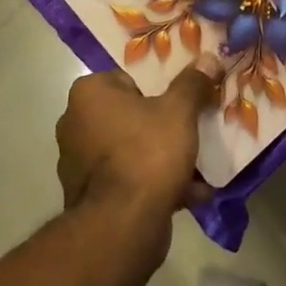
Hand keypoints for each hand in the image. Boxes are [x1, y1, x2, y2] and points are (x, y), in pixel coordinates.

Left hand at [56, 59, 221, 222]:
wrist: (123, 227)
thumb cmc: (146, 153)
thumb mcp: (179, 111)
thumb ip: (193, 83)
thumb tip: (209, 58)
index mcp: (89, 93)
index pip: (129, 78)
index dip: (161, 87)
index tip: (185, 100)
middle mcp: (75, 122)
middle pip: (132, 115)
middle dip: (164, 126)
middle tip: (194, 130)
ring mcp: (78, 162)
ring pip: (132, 150)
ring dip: (163, 158)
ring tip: (199, 166)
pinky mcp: (89, 196)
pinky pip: (128, 179)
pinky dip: (154, 184)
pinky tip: (191, 194)